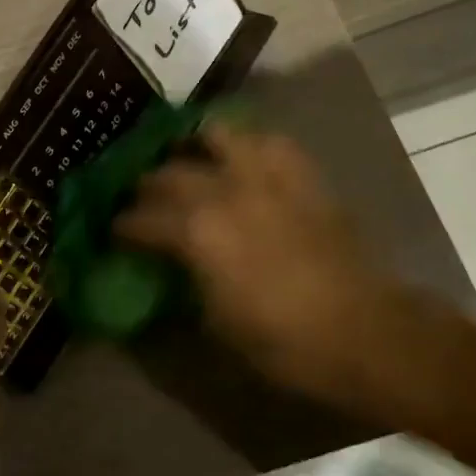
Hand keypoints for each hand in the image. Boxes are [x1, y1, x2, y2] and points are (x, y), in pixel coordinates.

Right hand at [114, 125, 419, 412]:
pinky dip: (247, 144)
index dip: (120, 226)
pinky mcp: (299, 173)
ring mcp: (264, 175)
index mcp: (195, 232)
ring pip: (214, 134)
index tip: (113, 232)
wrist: (362, 331)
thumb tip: (164, 267)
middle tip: (142, 201)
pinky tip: (242, 160)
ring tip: (187, 158)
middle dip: (146, 187)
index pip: (139, 219)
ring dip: (193, 145)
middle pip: (166, 174)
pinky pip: (267, 141)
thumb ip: (182, 283)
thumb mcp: (215, 324)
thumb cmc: (282, 341)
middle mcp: (223, 190)